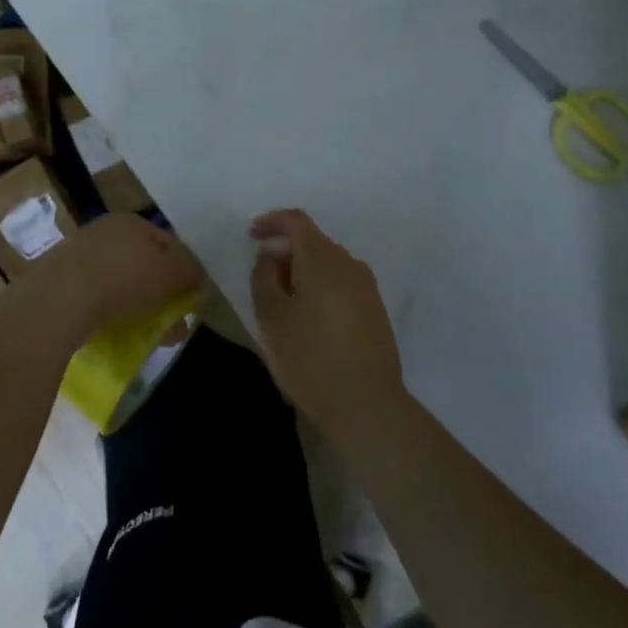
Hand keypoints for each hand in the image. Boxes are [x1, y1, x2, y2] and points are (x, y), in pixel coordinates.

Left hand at [23, 213, 203, 351]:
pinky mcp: (59, 280)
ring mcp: (78, 254)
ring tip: (145, 336)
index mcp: (131, 221)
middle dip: (160, 294)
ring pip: (119, 282)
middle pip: (143, 263)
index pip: (169, 243)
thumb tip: (194, 273)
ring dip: (136, 306)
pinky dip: (108, 311)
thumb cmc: (123, 280)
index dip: (183, 271)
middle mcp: (104, 230)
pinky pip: (94, 296)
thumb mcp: (170, 273)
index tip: (189, 301)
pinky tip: (112, 331)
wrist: (58, 300)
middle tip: (171, 326)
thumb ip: (189, 269)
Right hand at [250, 209, 410, 444]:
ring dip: (303, 271)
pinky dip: (320, 287)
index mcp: (322, 259)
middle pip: (313, 242)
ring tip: (283, 302)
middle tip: (262, 277)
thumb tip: (271, 256)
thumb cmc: (310, 358)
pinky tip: (308, 318)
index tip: (251, 235)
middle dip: (285, 251)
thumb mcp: (271, 317)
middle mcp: (349, 264)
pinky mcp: (376, 310)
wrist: (367, 405)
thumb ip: (264, 277)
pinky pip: (341, 283)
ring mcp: (367, 288)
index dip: (271, 222)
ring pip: (328, 264)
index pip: (296, 221)